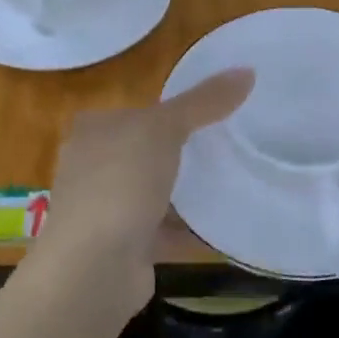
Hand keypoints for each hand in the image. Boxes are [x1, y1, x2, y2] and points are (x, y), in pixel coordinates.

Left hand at [36, 69, 253, 325]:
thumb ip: (203, 102)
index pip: (136, 111)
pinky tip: (221, 226)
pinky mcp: (122, 247)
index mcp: (93, 131)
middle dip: (180, 152)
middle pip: (144, 152)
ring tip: (230, 182)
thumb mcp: (164, 129)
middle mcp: (91, 167)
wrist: (94, 267)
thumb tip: (247, 70)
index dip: (171, 110)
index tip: (213, 112)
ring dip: (183, 193)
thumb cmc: (120, 183)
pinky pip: (161, 231)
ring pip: (152, 193)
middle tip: (228, 146)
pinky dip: (187, 229)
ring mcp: (104, 210)